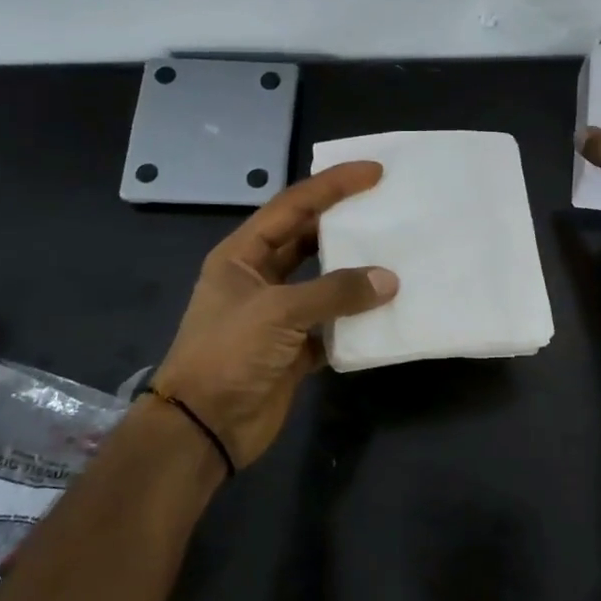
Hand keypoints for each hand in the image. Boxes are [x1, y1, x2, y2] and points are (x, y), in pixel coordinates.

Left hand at [147, 163, 397, 468]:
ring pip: (324, 283)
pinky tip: (386, 310)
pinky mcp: (294, 348)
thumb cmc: (228, 354)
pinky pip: (332, 324)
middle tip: (388, 209)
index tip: (373, 172)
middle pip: (309, 239)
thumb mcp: (278, 312)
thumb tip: (389, 280)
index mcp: (242, 255)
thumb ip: (335, 292)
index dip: (331, 185)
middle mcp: (260, 278)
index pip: (292, 207)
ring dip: (355, 274)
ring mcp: (278, 315)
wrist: (204, 428)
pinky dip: (356, 319)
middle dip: (345, 223)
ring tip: (396, 255)